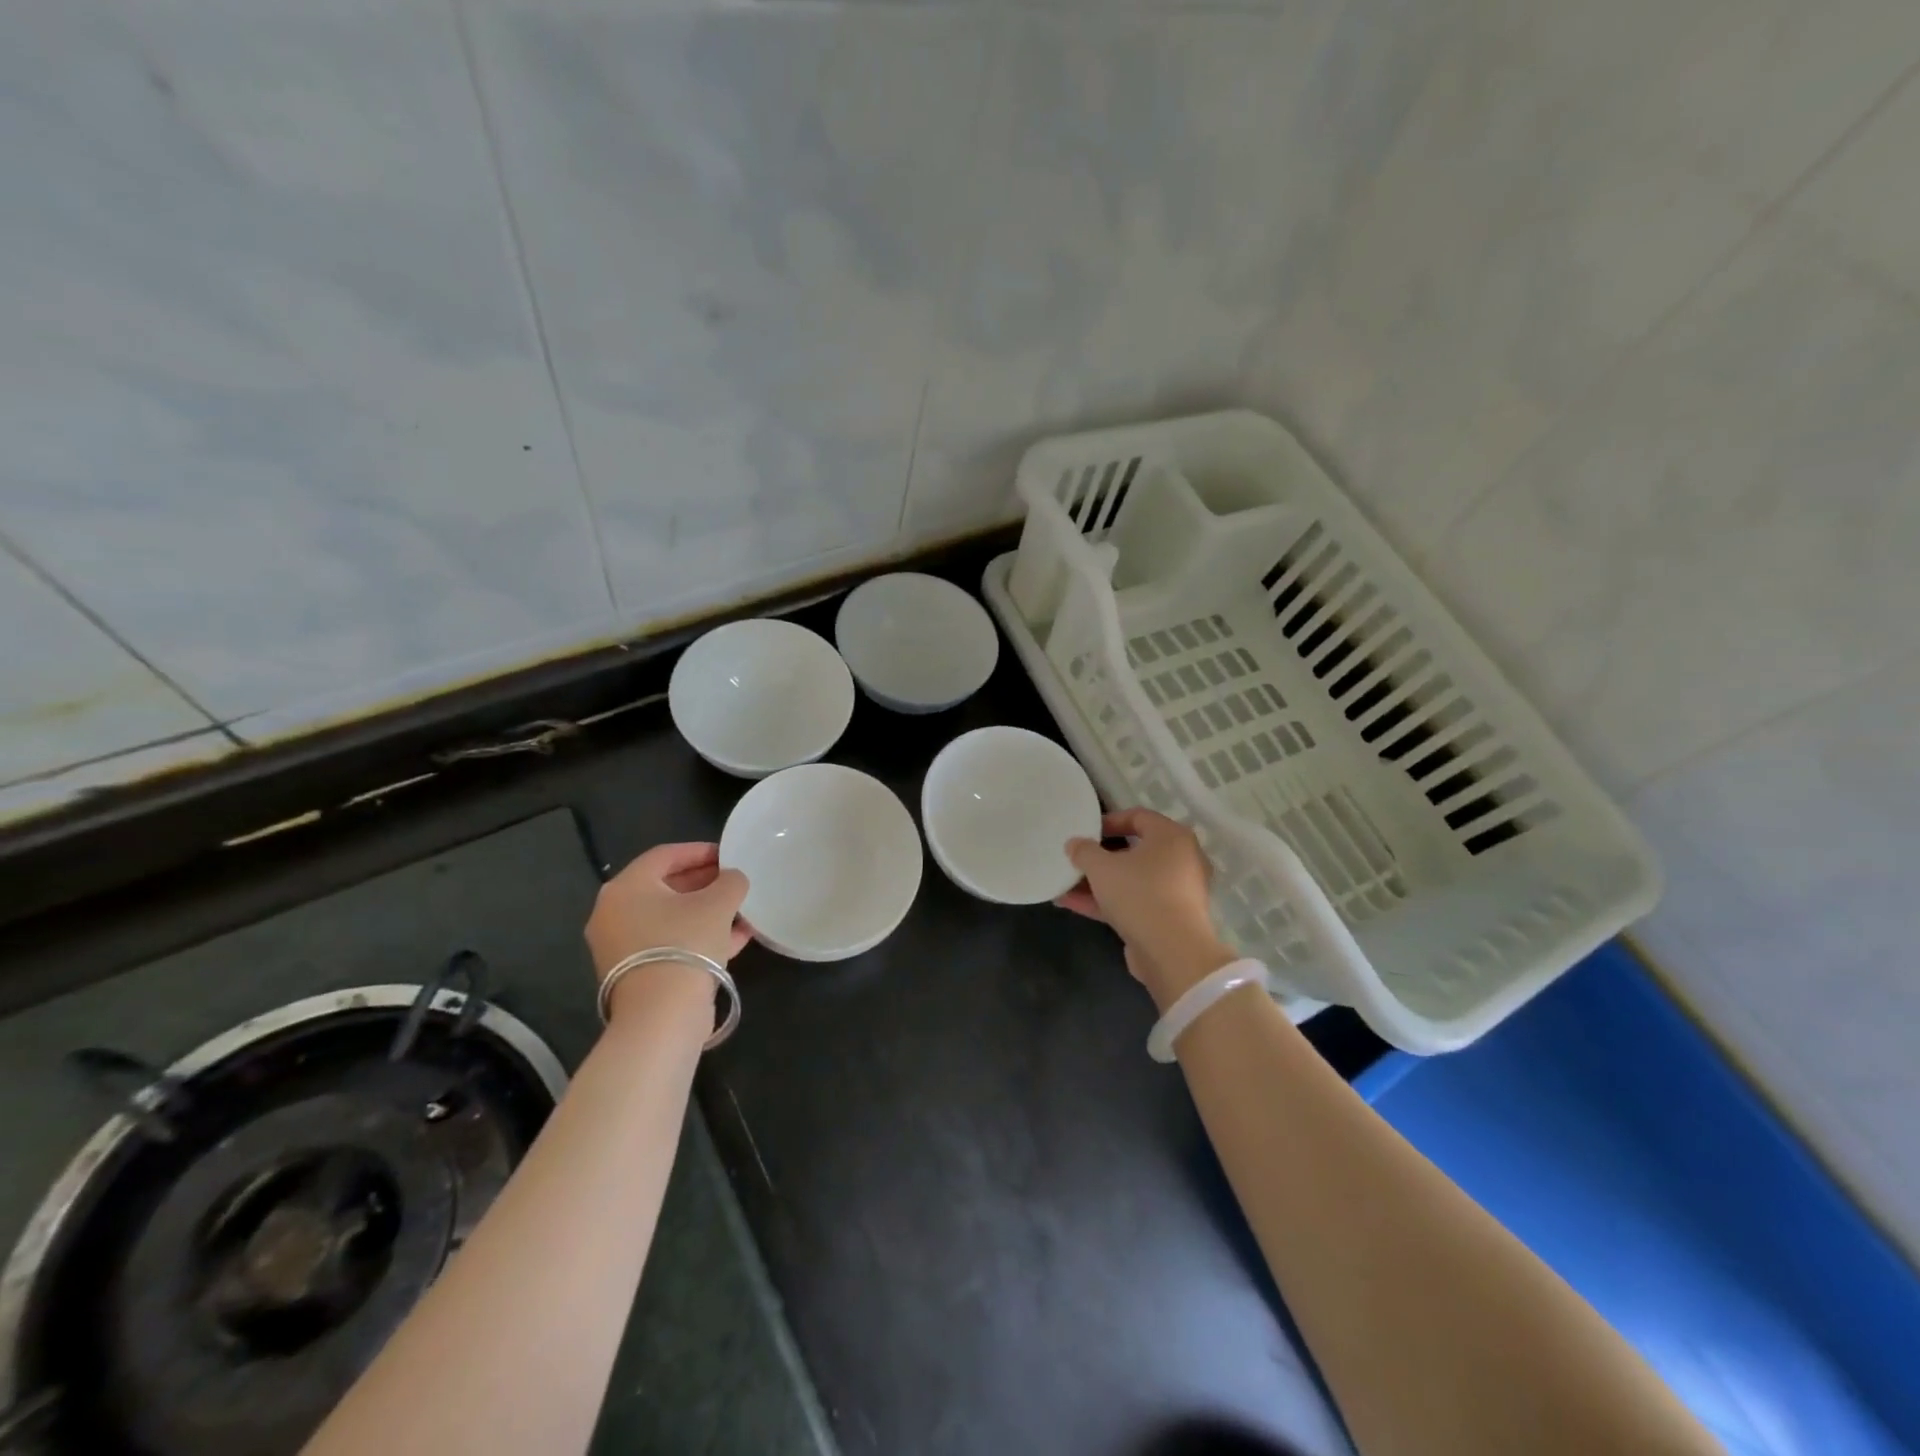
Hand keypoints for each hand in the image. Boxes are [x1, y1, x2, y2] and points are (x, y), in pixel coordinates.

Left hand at [585, 844, 750, 1013]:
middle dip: (704, 883)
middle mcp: (614, 913)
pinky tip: (735, 938)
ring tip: (740, 910)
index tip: (729, 854)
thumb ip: (731, 881)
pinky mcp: (635, 974)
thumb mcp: (719, 903)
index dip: (700, 851)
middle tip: (734, 881)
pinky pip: (670, 943)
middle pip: (665, 887)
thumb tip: (732, 879)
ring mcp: (621, 946)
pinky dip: (698, 936)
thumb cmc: (686, 943)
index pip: (665, 855)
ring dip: (705, 912)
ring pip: (670, 918)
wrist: (662, 1015)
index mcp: (626, 887)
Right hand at [1055, 809, 1235, 1009]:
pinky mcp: (1167, 919)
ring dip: (1097, 882)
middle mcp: (1180, 860)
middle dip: (1099, 856)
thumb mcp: (1102, 867)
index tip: (1085, 832)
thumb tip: (1074, 844)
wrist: (1173, 953)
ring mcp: (1175, 892)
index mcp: (1172, 837)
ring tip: (1064, 884)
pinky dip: (1106, 901)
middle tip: (1075, 858)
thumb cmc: (1139, 894)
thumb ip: (1084, 851)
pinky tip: (1071, 904)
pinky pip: (1133, 902)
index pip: (1138, 816)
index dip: (1108, 820)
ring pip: (1131, 880)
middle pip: (1134, 851)